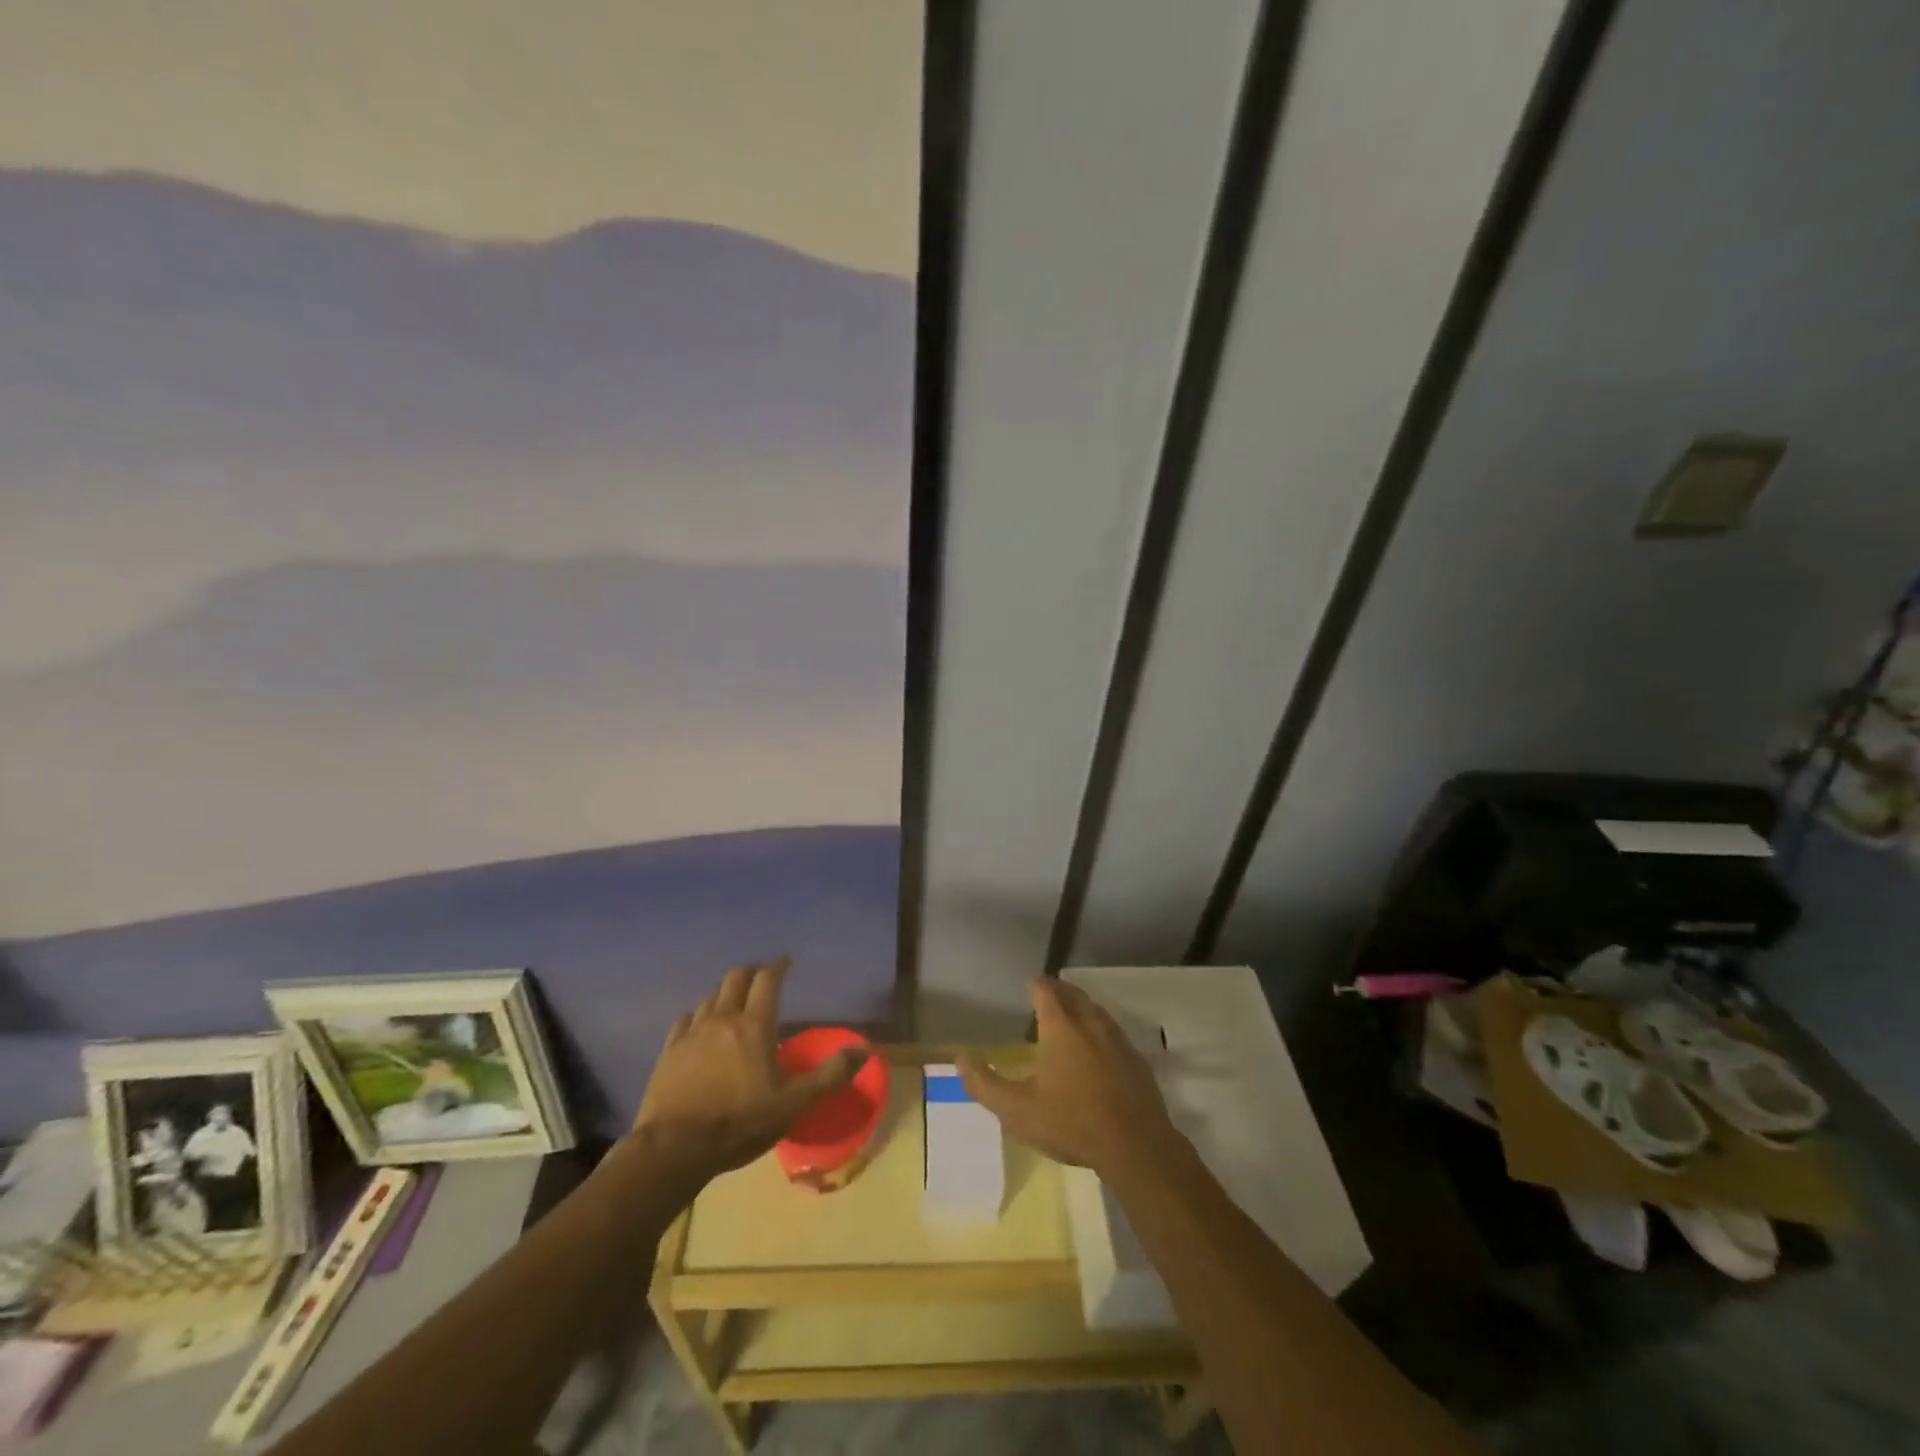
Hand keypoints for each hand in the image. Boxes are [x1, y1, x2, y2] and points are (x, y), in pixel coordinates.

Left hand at [631, 958, 863, 1184]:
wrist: (674, 1149)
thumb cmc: (740, 1123)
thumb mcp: (794, 1105)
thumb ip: (830, 1076)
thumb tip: (864, 1051)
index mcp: (755, 1026)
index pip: (768, 981)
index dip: (778, 967)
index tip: (786, 962)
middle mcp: (723, 1019)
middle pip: (736, 979)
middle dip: (751, 973)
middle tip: (761, 979)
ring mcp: (692, 1034)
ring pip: (710, 998)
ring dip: (724, 995)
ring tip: (733, 1005)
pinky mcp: (669, 1052)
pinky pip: (684, 1020)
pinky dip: (696, 1017)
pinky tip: (698, 1028)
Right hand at [959, 978, 1181, 1181]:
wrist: (1135, 1147)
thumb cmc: (1071, 1123)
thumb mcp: (1017, 1110)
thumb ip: (985, 1085)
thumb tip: (961, 1059)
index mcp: (1061, 1028)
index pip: (1046, 992)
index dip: (1037, 985)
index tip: (1030, 983)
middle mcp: (1090, 1024)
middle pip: (1074, 994)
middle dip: (1059, 989)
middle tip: (1048, 991)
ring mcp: (1118, 1040)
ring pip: (1097, 1010)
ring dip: (1082, 1005)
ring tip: (1071, 1013)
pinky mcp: (1137, 1060)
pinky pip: (1114, 1032)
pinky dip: (1100, 1028)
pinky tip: (1098, 1046)